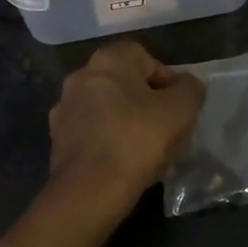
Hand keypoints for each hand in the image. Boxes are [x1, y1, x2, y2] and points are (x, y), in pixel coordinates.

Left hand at [47, 40, 204, 216]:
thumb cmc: (137, 139)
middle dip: (147, 103)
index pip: (143, 57)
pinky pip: (92, 132)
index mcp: (107, 60)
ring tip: (150, 151)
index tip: (180, 105)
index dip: (166, 78)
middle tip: (168, 128)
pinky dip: (109, 141)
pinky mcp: (57, 138)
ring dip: (128, 122)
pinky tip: (125, 163)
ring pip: (107, 108)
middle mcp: (80, 76)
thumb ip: (190, 89)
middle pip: (124, 83)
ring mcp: (65, 107)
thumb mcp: (179, 111)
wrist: (89, 189)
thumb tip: (190, 82)